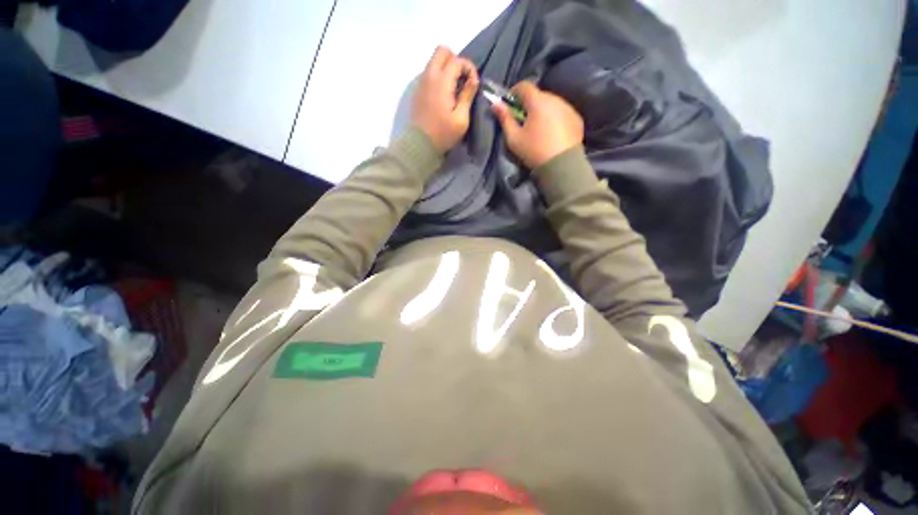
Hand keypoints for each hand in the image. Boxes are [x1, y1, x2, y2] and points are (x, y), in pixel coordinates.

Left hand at [411, 46, 479, 152]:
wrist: (420, 145)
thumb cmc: (443, 134)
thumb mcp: (461, 119)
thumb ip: (467, 95)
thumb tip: (473, 79)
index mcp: (441, 82)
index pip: (457, 60)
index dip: (469, 68)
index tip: (473, 85)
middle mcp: (429, 75)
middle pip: (442, 51)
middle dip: (456, 61)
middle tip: (462, 81)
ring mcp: (421, 82)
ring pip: (434, 60)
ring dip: (446, 68)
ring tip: (454, 89)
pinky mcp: (417, 90)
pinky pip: (429, 72)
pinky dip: (438, 76)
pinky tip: (444, 95)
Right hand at [492, 81, 583, 168]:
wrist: (562, 165)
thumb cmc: (534, 151)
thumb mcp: (514, 138)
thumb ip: (505, 119)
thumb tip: (496, 104)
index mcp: (538, 101)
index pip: (524, 86)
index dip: (514, 91)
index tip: (509, 103)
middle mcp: (555, 99)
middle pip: (538, 95)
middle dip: (529, 103)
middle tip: (523, 119)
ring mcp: (568, 108)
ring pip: (551, 103)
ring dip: (543, 110)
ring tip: (538, 127)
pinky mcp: (576, 118)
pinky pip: (562, 112)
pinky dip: (555, 118)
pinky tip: (551, 133)